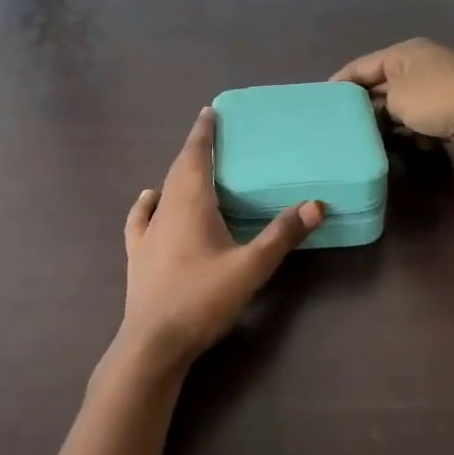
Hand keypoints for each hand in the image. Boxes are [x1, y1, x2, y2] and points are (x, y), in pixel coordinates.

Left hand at [116, 107, 322, 368]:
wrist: (154, 342)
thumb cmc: (202, 299)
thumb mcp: (250, 268)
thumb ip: (282, 236)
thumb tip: (315, 204)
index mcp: (190, 205)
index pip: (195, 157)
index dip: (204, 133)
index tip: (210, 112)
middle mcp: (165, 211)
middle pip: (178, 170)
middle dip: (194, 149)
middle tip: (208, 133)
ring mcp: (147, 234)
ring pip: (162, 192)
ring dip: (176, 174)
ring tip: (190, 167)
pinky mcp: (138, 256)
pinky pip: (141, 219)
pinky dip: (147, 204)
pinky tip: (149, 200)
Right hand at [332, 39, 453, 158]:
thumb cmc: (440, 98)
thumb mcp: (398, 99)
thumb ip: (376, 104)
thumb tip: (372, 112)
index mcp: (403, 54)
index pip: (361, 66)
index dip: (340, 83)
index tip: (320, 103)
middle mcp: (418, 66)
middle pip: (380, 86)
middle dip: (363, 107)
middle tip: (339, 128)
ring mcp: (435, 88)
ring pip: (399, 107)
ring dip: (386, 124)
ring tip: (364, 142)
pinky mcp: (448, 111)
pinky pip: (418, 121)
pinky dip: (409, 132)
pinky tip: (401, 146)